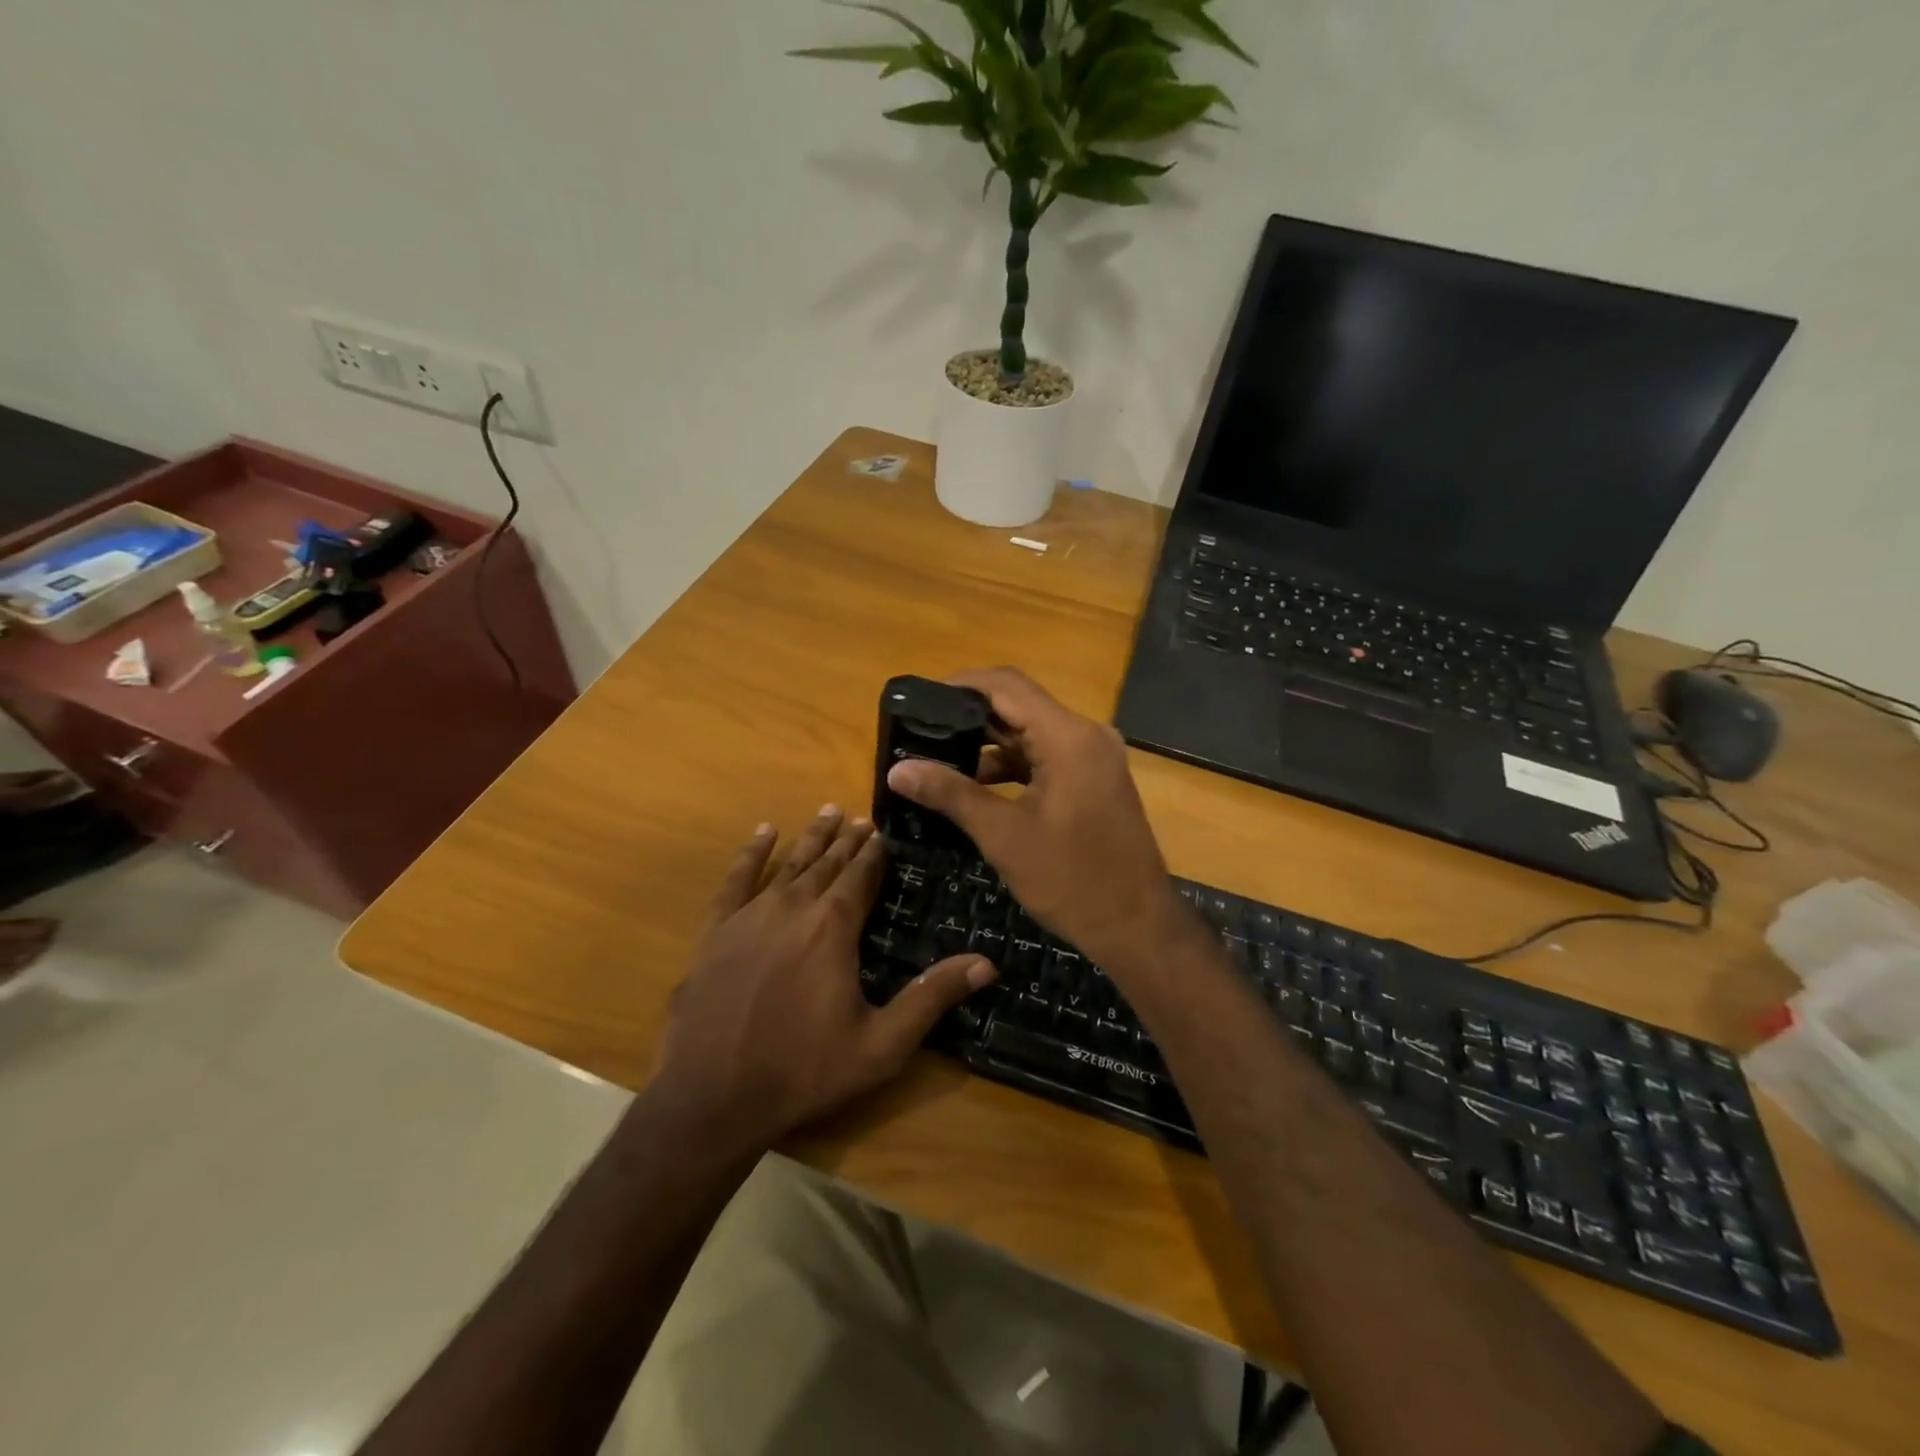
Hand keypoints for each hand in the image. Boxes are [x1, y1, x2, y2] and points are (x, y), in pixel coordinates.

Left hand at [653, 808, 996, 1149]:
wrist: (710, 1097)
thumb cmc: (803, 1071)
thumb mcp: (881, 1044)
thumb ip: (932, 998)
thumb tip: (988, 963)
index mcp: (834, 927)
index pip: (861, 876)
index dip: (875, 853)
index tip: (885, 832)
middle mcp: (794, 907)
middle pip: (827, 863)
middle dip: (848, 840)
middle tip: (862, 818)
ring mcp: (750, 915)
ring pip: (789, 863)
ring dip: (811, 837)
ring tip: (827, 812)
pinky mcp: (716, 930)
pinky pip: (736, 879)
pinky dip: (752, 853)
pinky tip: (763, 834)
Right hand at [885, 668, 1192, 976]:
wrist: (1137, 927)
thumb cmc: (1071, 879)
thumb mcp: (1003, 835)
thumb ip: (950, 794)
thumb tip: (896, 770)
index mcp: (1068, 737)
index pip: (1006, 685)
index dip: (960, 685)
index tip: (919, 700)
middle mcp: (1086, 735)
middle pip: (1019, 707)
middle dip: (968, 718)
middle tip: (921, 732)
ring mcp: (1094, 758)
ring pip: (1031, 734)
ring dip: (988, 745)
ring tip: (938, 761)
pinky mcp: (1094, 781)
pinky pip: (1046, 758)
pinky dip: (1012, 767)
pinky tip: (975, 787)